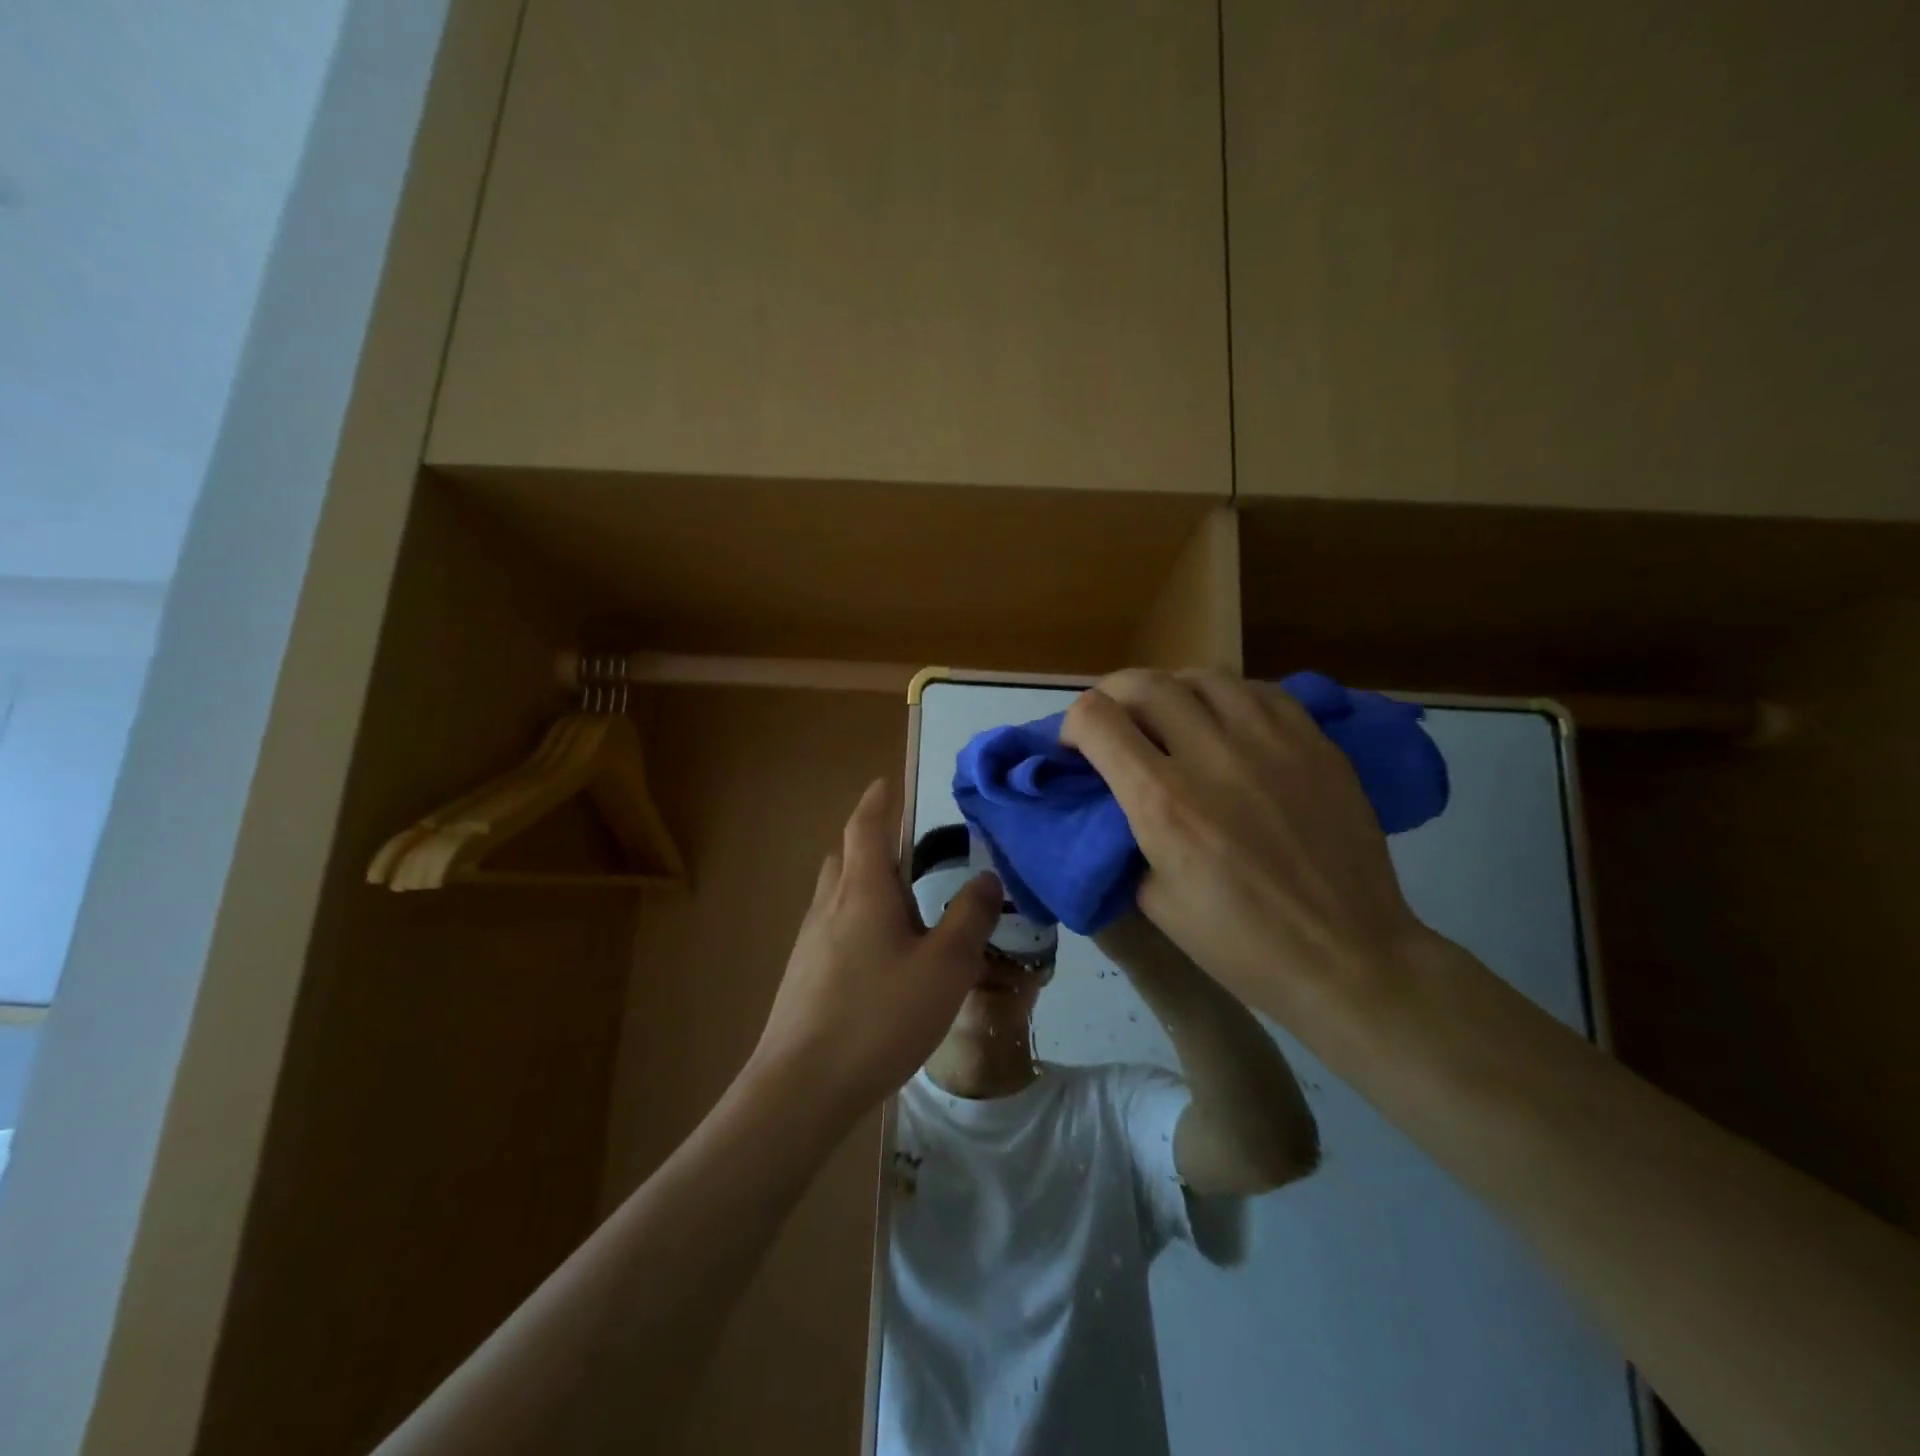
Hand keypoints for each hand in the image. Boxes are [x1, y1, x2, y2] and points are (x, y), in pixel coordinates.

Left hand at [749, 778, 1001, 1117]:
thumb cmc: (879, 1016)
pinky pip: (833, 928)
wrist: (801, 1087)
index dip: (877, 802)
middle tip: (907, 853)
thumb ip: (970, 918)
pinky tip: (880, 961)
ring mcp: (809, 941)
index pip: (865, 827)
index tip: (885, 783)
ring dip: (865, 886)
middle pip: (845, 857)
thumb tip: (988, 878)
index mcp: (863, 891)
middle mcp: (829, 905)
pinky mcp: (803, 975)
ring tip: (902, 909)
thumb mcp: (945, 967)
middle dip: (872, 844)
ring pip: (837, 894)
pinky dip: (857, 921)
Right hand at [1061, 669, 1426, 1019]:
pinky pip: (1258, 690)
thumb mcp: (1154, 900)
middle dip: (1112, 696)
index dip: (1073, 725)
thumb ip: (1127, 836)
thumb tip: (1119, 798)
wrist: (1346, 957)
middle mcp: (1211, 755)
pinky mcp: (1314, 742)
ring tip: (1170, 717)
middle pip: (1143, 684)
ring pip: (1202, 676)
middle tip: (1114, 722)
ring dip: (1170, 690)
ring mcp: (1270, 741)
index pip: (1096, 719)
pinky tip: (1227, 723)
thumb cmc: (1240, 944)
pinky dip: (1226, 698)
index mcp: (1162, 801)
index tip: (1077, 748)